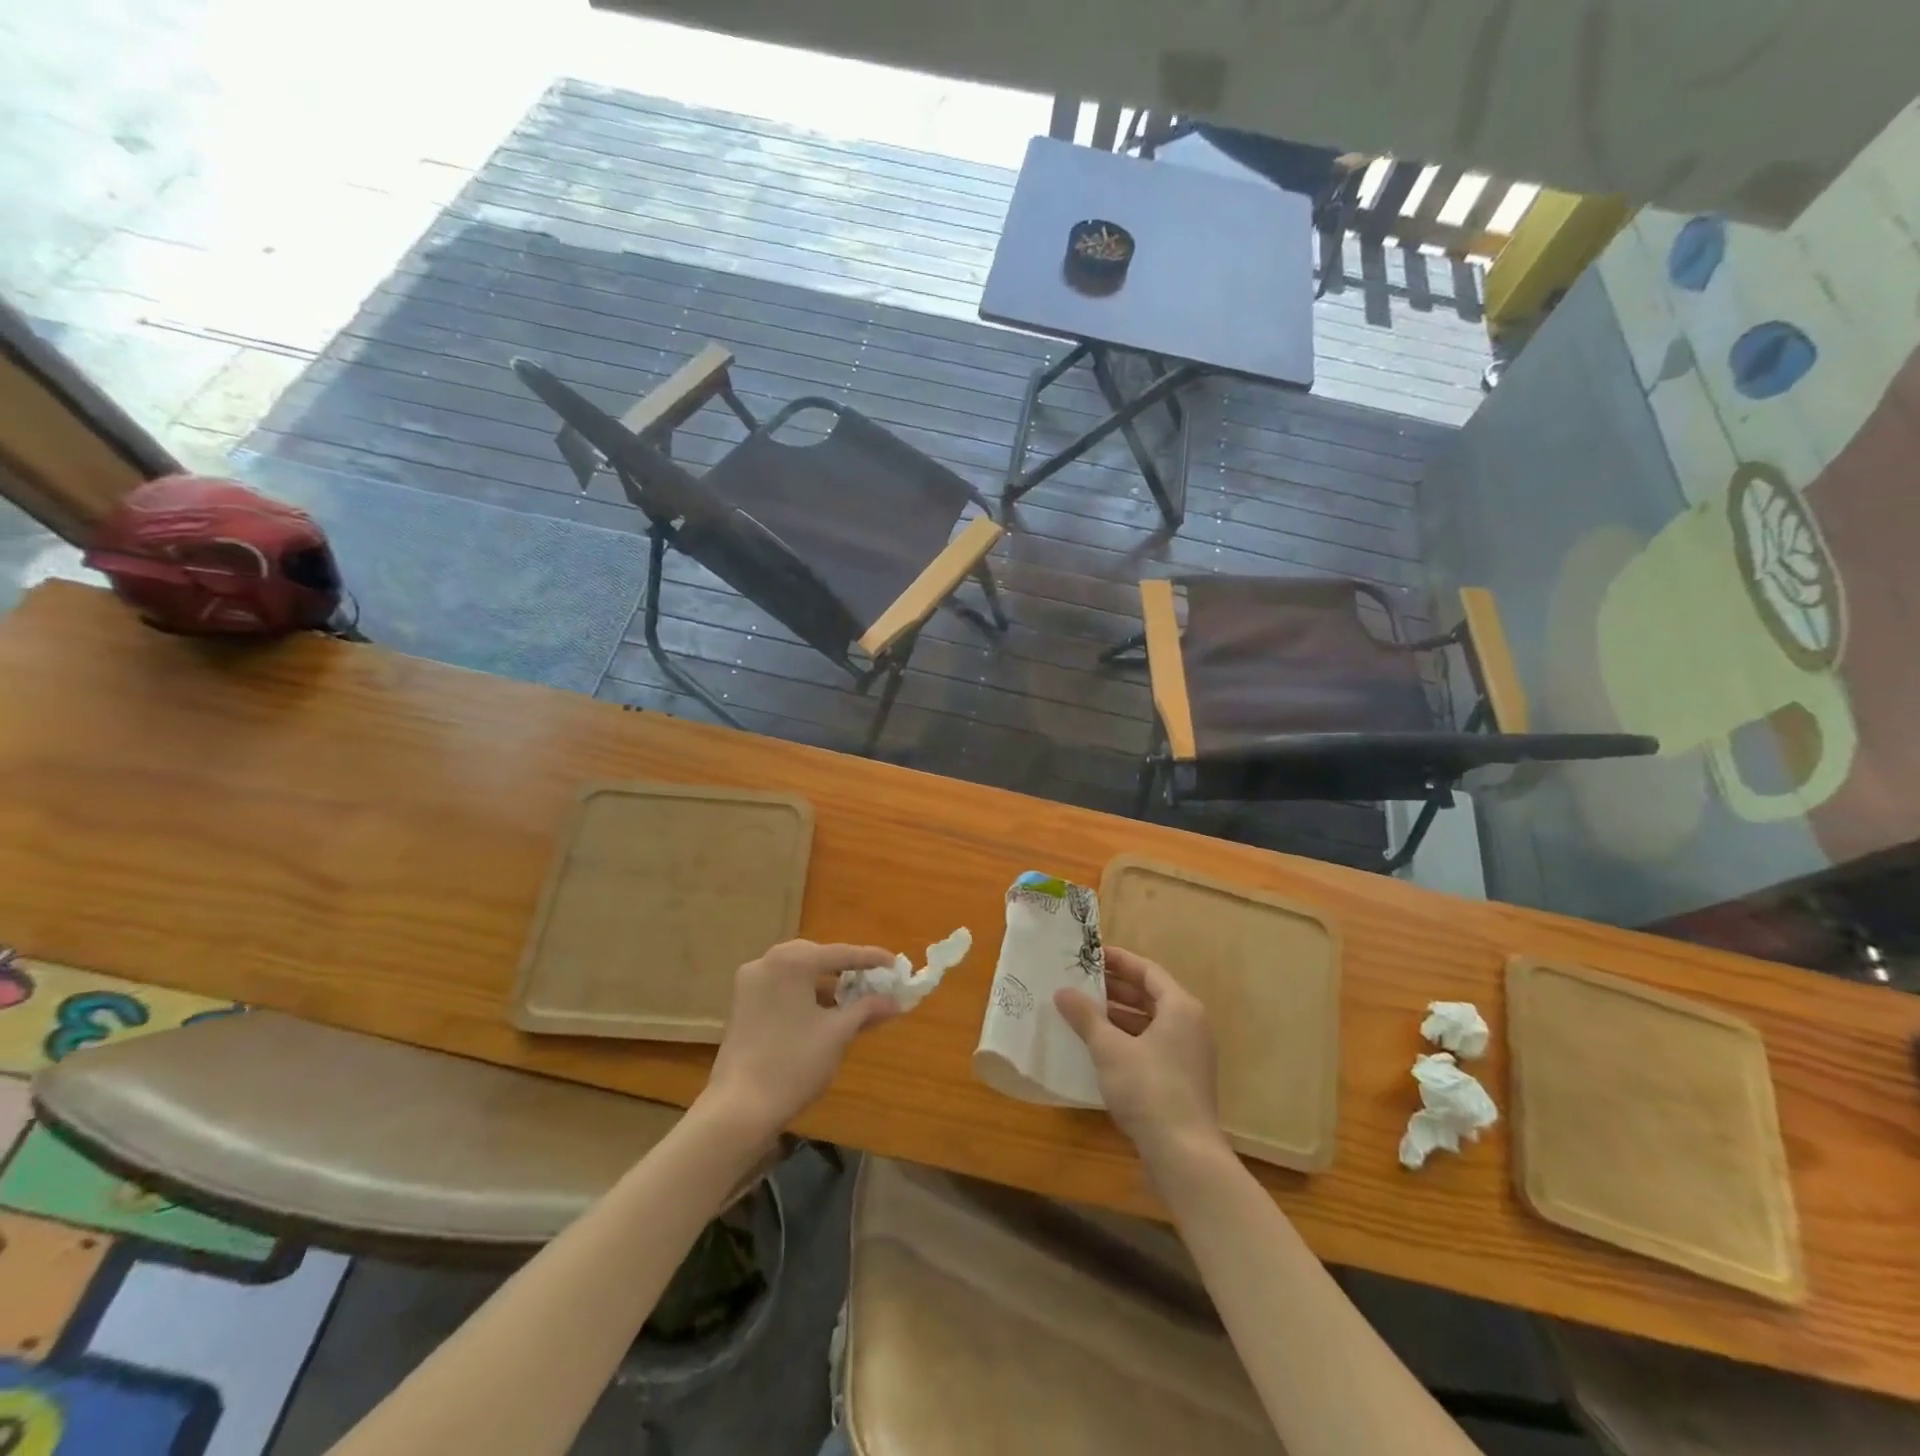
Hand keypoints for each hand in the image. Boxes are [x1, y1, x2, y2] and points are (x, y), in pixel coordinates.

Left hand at [703, 940, 900, 1140]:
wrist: (739, 1109)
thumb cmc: (794, 1063)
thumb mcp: (837, 1034)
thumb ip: (867, 1009)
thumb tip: (894, 1001)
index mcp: (790, 961)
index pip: (840, 953)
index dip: (871, 959)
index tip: (895, 964)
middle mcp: (767, 962)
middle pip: (816, 958)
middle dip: (846, 970)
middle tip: (874, 981)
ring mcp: (750, 984)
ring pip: (798, 974)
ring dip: (826, 985)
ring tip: (854, 1000)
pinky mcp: (742, 1005)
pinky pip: (782, 989)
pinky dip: (805, 996)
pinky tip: (825, 1013)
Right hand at [1055, 946, 1224, 1169]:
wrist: (1184, 1155)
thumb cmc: (1149, 1089)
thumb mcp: (1109, 1049)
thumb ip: (1085, 1017)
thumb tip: (1062, 992)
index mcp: (1180, 1008)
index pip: (1147, 971)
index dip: (1118, 961)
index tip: (1090, 955)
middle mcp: (1190, 1025)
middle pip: (1150, 995)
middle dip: (1115, 988)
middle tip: (1080, 981)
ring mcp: (1189, 1055)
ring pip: (1150, 1022)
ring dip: (1118, 1015)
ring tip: (1083, 1011)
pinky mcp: (1182, 1080)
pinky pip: (1152, 1045)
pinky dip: (1127, 1039)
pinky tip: (1099, 1046)